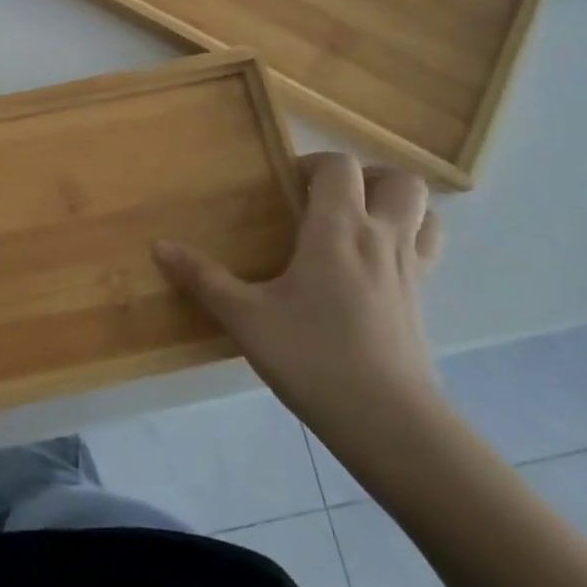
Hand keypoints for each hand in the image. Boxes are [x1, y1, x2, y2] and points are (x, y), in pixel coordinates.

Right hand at [152, 152, 444, 438]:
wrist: (389, 422)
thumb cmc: (312, 357)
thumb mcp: (245, 318)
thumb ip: (203, 278)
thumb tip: (159, 246)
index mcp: (338, 230)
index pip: (340, 167)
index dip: (314, 164)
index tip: (286, 185)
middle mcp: (382, 239)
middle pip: (400, 180)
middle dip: (366, 177)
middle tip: (327, 199)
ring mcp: (411, 270)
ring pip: (426, 212)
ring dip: (396, 205)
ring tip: (358, 223)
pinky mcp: (423, 301)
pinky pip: (427, 250)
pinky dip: (409, 240)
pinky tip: (373, 267)